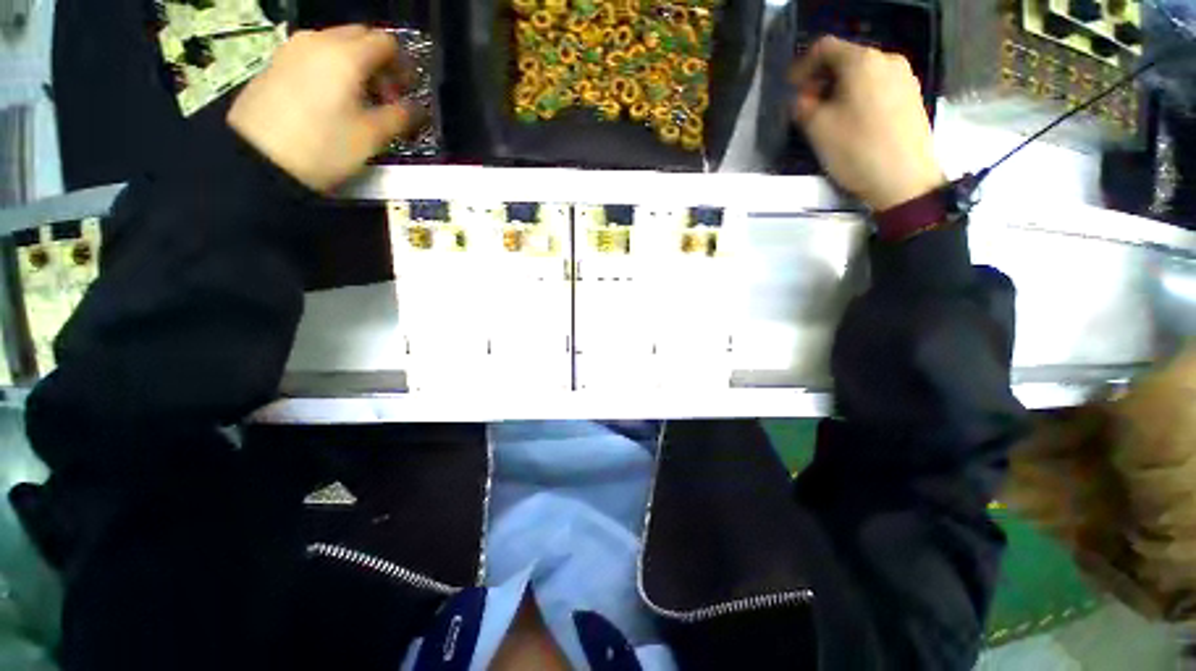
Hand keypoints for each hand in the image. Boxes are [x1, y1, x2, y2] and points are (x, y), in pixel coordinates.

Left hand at [228, 25, 424, 192]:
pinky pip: (315, 54)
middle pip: (360, 36)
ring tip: (359, 100)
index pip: (386, 43)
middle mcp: (319, 40)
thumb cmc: (324, 146)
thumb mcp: (372, 136)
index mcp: (346, 55)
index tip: (406, 92)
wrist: (258, 158)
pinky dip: (332, 68)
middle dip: (380, 62)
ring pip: (336, 44)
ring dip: (356, 64)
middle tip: (386, 95)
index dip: (403, 65)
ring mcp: (293, 48)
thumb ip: (401, 117)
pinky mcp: (277, 62)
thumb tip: (418, 109)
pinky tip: (332, 98)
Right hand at [790, 36, 944, 211]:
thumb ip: (802, 106)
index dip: (802, 66)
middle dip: (821, 80)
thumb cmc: (857, 150)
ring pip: (862, 74)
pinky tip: (852, 121)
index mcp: (862, 61)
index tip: (790, 90)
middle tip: (807, 106)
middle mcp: (887, 59)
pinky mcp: (912, 97)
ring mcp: (904, 78)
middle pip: (845, 59)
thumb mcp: (817, 129)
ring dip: (840, 90)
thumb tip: (802, 98)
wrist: (904, 180)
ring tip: (828, 117)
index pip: (824, 48)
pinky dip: (859, 97)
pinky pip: (878, 87)